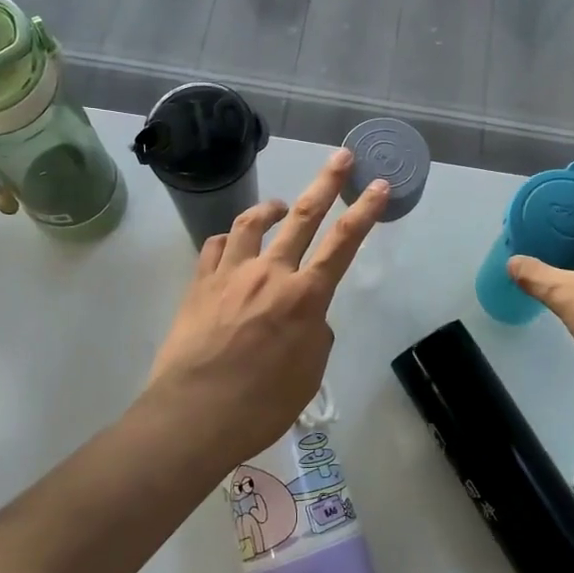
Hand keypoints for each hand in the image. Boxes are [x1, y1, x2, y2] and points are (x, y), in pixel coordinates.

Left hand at [142, 150, 388, 464]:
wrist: (193, 415)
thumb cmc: (261, 405)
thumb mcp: (308, 374)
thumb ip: (314, 334)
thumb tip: (305, 316)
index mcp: (305, 297)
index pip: (344, 242)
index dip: (365, 210)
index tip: (379, 185)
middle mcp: (271, 273)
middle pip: (303, 216)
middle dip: (327, 183)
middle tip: (341, 157)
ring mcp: (231, 273)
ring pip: (252, 222)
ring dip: (271, 208)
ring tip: (280, 207)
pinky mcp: (199, 283)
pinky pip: (217, 246)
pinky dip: (231, 240)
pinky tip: (234, 245)